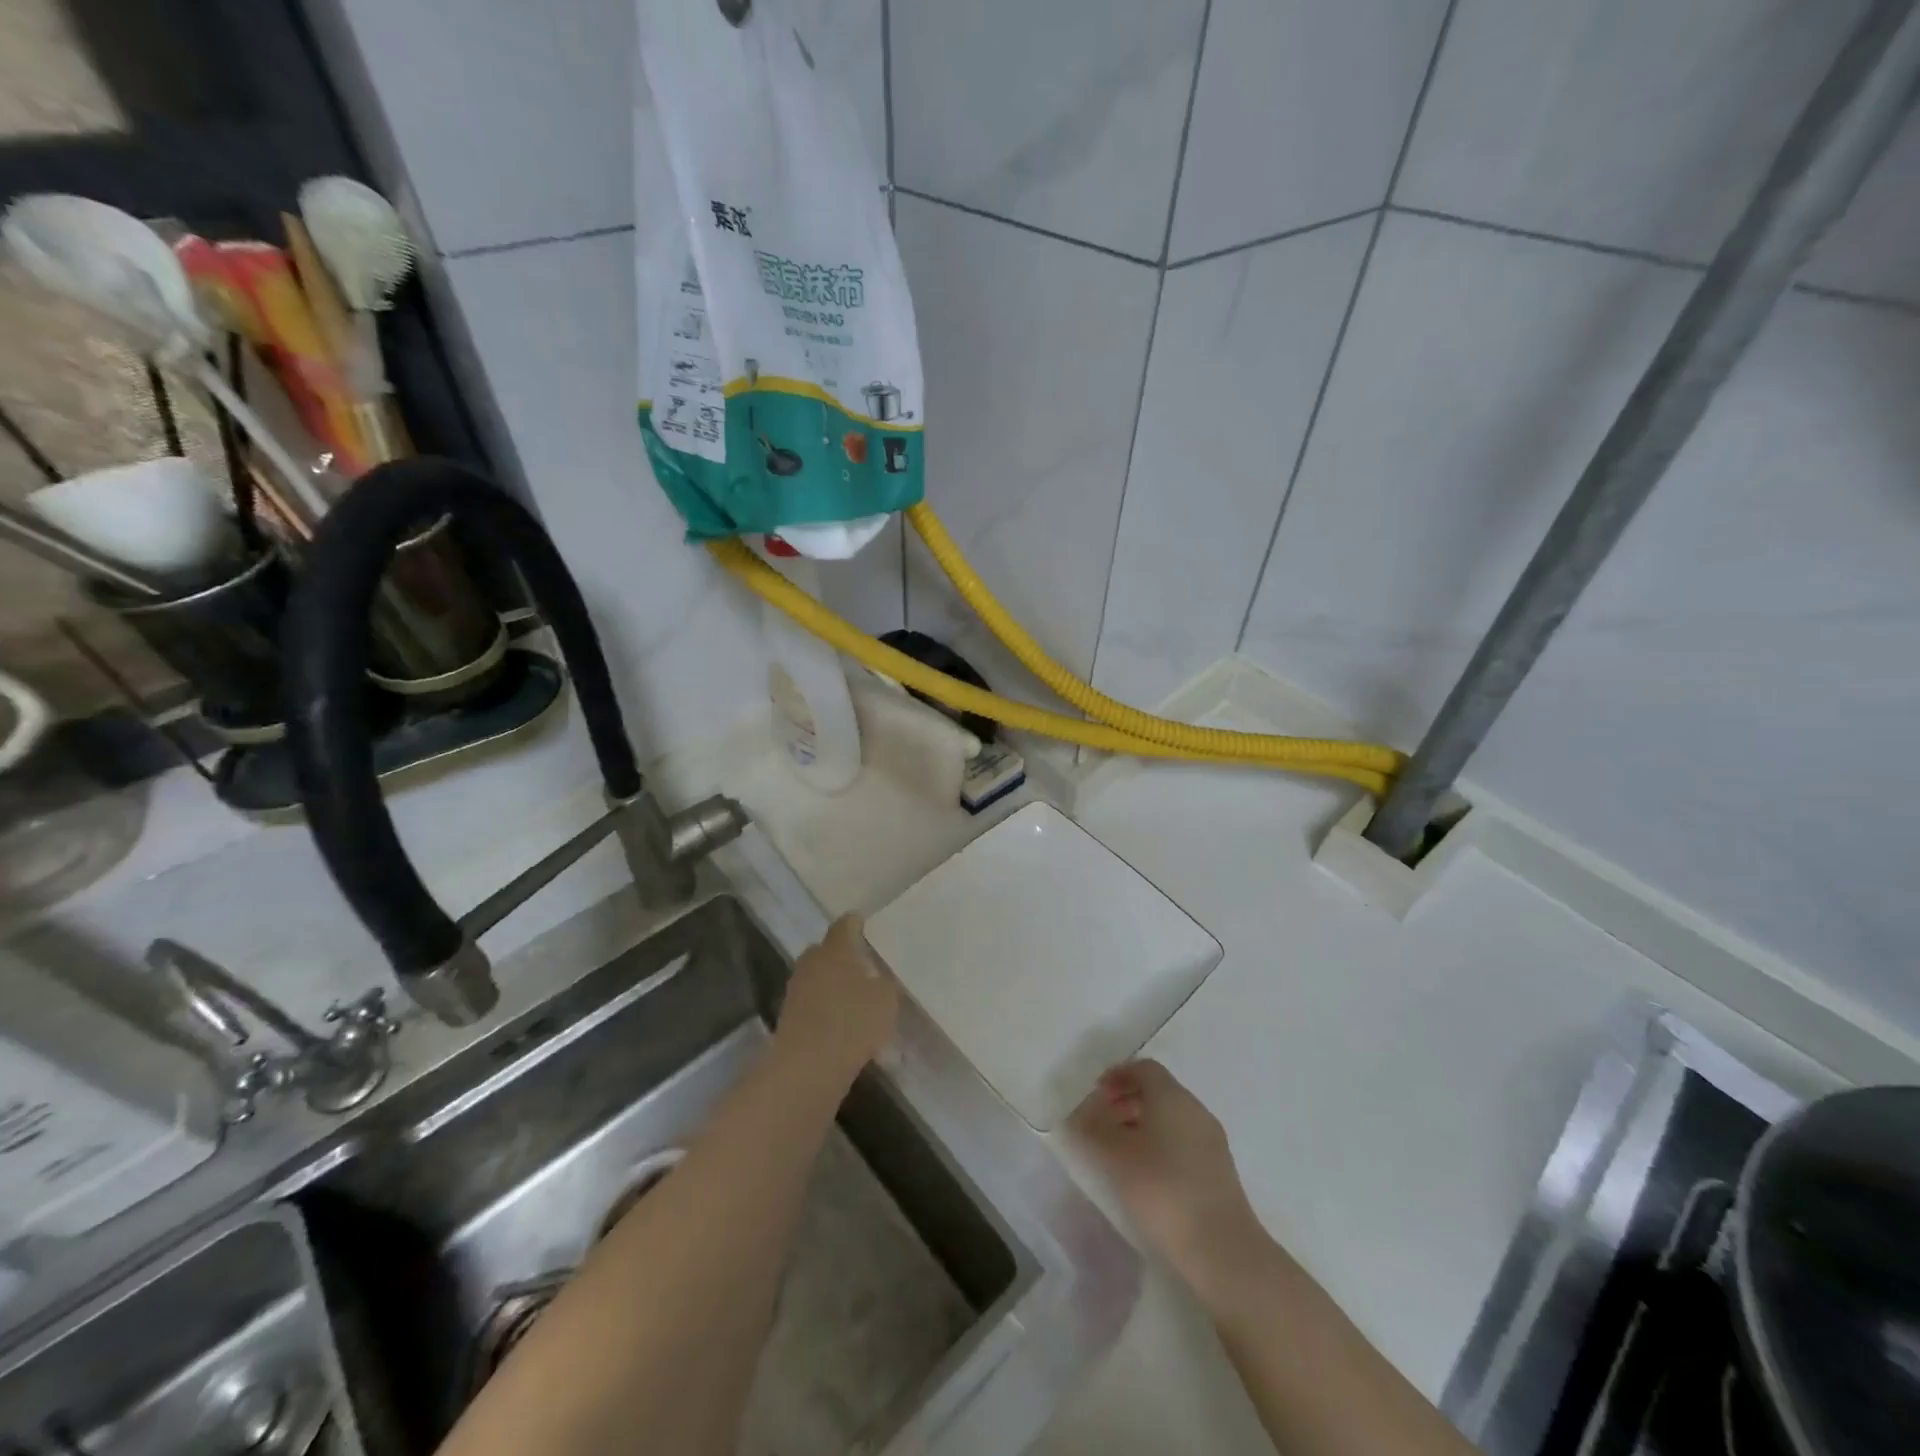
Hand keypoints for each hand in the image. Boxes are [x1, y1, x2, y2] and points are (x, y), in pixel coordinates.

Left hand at [774, 914, 900, 1089]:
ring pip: (817, 977)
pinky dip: (825, 1007)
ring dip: (832, 982)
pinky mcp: (789, 1018)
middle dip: (841, 954)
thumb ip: (886, 983)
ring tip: (854, 995)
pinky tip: (842, 1021)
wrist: (807, 1067)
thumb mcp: (886, 1000)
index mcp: (835, 949)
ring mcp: (796, 990)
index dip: (856, 923)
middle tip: (862, 963)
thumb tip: (880, 979)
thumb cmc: (853, 1022)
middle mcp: (812, 962)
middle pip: (825, 950)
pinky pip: (812, 1003)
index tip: (865, 924)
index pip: (845, 925)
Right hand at [1071, 1059, 1267, 1301]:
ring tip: (1120, 1152)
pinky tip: (1146, 1174)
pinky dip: (1160, 1144)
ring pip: (1171, 1117)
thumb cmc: (1163, 1190)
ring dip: (1143, 1124)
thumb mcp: (1116, 1158)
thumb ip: (1093, 1130)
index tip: (1096, 1093)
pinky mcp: (1219, 1170)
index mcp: (1172, 1097)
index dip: (1118, 1075)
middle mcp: (1195, 1110)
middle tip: (1102, 1122)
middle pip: (1158, 1091)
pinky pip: (1183, 1140)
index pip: (1144, 1069)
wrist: (1222, 1249)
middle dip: (1127, 1101)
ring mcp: (1211, 1140)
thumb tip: (1079, 1115)